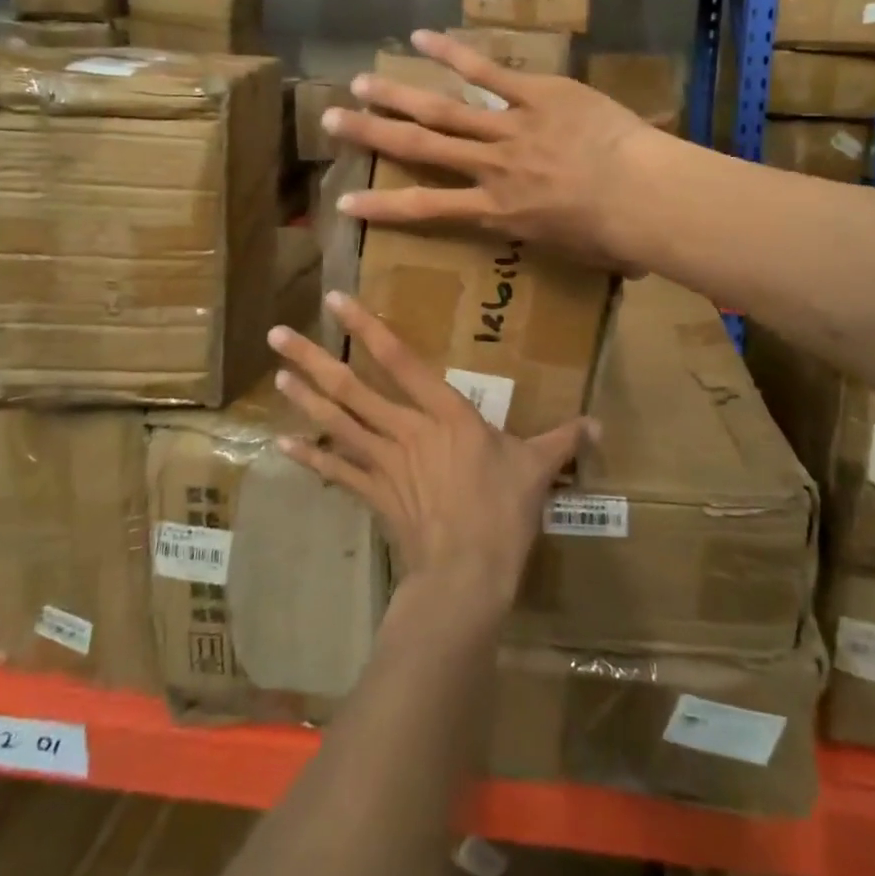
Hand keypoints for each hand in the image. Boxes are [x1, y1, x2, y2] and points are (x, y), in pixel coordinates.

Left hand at [266, 292, 595, 612]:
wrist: (467, 574)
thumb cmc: (503, 512)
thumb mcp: (537, 469)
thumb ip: (562, 441)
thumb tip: (598, 425)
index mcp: (445, 414)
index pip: (400, 360)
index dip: (366, 327)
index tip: (335, 301)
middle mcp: (406, 429)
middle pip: (352, 388)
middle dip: (313, 359)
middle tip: (276, 334)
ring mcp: (384, 463)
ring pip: (338, 423)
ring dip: (306, 399)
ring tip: (278, 374)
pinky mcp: (374, 495)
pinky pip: (338, 472)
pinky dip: (311, 458)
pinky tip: (283, 444)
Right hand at [323, 29, 666, 270]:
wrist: (643, 196)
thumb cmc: (616, 236)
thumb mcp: (580, 253)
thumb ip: (567, 243)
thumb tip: (592, 254)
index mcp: (498, 211)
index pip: (426, 210)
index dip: (382, 207)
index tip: (346, 202)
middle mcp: (491, 168)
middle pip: (420, 148)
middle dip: (373, 134)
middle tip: (332, 120)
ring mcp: (511, 127)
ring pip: (443, 110)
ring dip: (398, 95)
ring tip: (361, 81)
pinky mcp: (537, 94)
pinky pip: (489, 72)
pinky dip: (454, 53)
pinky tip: (421, 37)